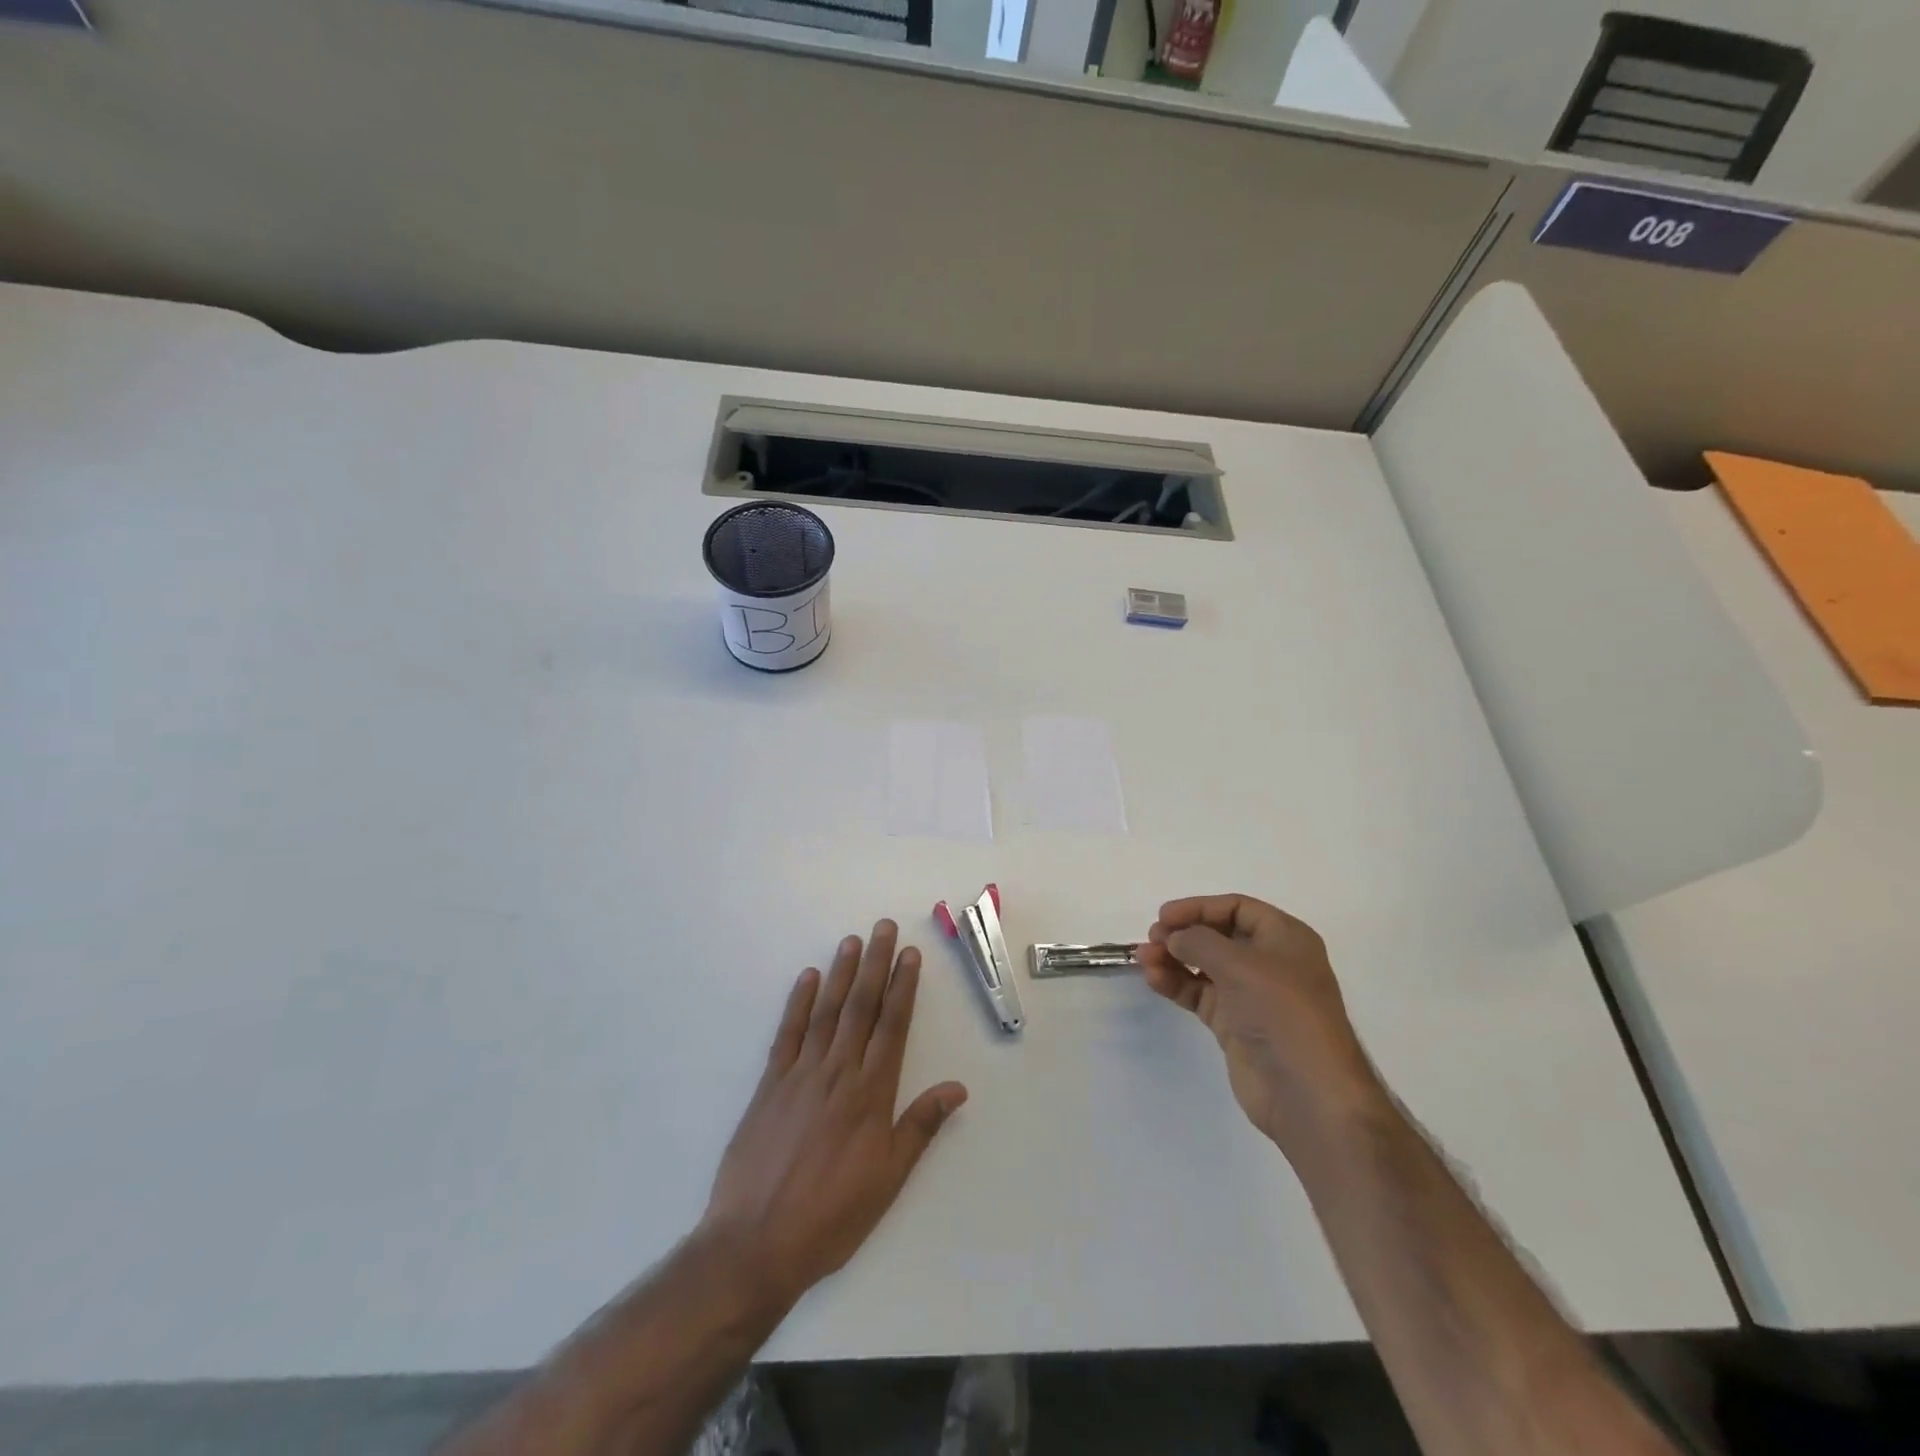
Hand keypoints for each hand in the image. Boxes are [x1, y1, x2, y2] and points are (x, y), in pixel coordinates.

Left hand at [701, 920, 967, 1309]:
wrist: (755, 1243)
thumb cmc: (831, 1216)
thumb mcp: (888, 1179)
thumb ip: (920, 1127)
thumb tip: (957, 1088)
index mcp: (871, 1094)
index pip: (892, 1026)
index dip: (903, 987)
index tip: (910, 955)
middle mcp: (838, 1072)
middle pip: (861, 1007)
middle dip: (875, 964)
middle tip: (884, 928)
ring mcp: (800, 1074)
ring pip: (827, 1011)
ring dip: (841, 973)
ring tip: (852, 940)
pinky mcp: (769, 1085)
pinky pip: (788, 1033)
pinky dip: (798, 1003)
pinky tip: (808, 978)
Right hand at [1137, 895, 1383, 1151]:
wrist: (1307, 1093)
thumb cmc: (1282, 1013)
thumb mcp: (1240, 964)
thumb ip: (1199, 941)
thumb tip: (1173, 937)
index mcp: (1285, 938)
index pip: (1237, 908)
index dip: (1199, 908)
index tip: (1164, 916)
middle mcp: (1269, 962)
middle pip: (1218, 935)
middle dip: (1183, 934)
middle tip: (1153, 938)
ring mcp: (1251, 995)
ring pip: (1204, 965)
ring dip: (1173, 958)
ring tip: (1144, 959)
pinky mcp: (1234, 1024)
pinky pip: (1199, 993)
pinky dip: (1176, 983)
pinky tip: (1154, 979)